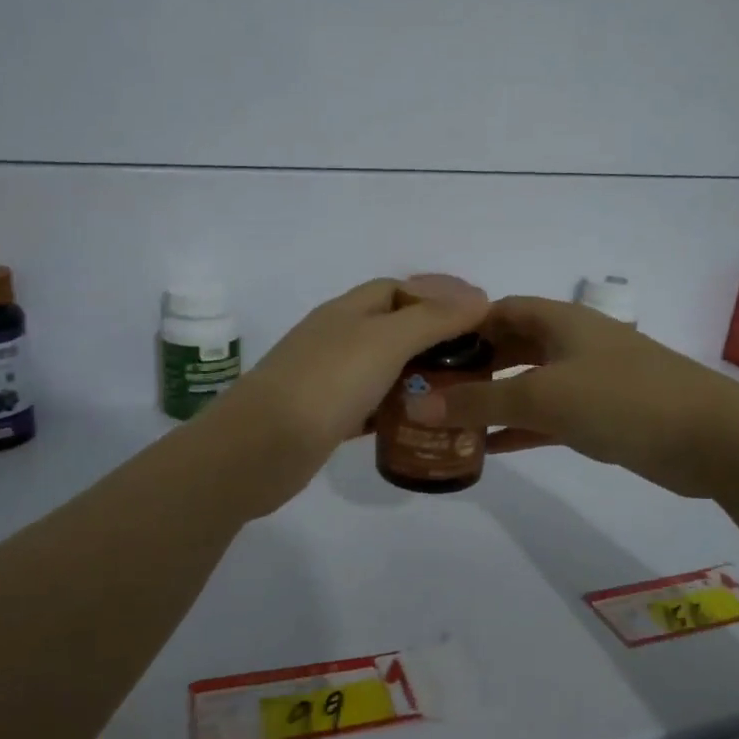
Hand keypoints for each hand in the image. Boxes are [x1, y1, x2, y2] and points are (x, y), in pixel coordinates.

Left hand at [203, 277, 490, 515]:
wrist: (260, 449)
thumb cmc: (327, 384)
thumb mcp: (385, 341)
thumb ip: (432, 319)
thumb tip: (478, 298)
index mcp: (346, 311)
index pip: (397, 289)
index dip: (437, 296)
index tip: (478, 318)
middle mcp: (335, 339)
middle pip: (391, 328)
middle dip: (432, 338)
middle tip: (476, 360)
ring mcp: (327, 380)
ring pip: (381, 369)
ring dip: (416, 375)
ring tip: (458, 391)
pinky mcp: (325, 419)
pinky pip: (369, 406)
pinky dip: (395, 409)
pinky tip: (420, 423)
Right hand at [403, 295, 738, 497]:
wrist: (711, 438)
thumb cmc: (621, 400)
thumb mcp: (542, 396)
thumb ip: (479, 401)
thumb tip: (417, 406)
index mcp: (559, 320)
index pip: (497, 310)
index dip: (459, 327)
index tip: (423, 353)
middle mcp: (571, 342)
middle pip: (510, 346)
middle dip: (472, 367)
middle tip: (429, 391)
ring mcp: (588, 379)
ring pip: (527, 383)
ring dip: (493, 400)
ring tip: (448, 421)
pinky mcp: (601, 415)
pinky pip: (547, 416)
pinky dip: (519, 427)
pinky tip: (488, 448)